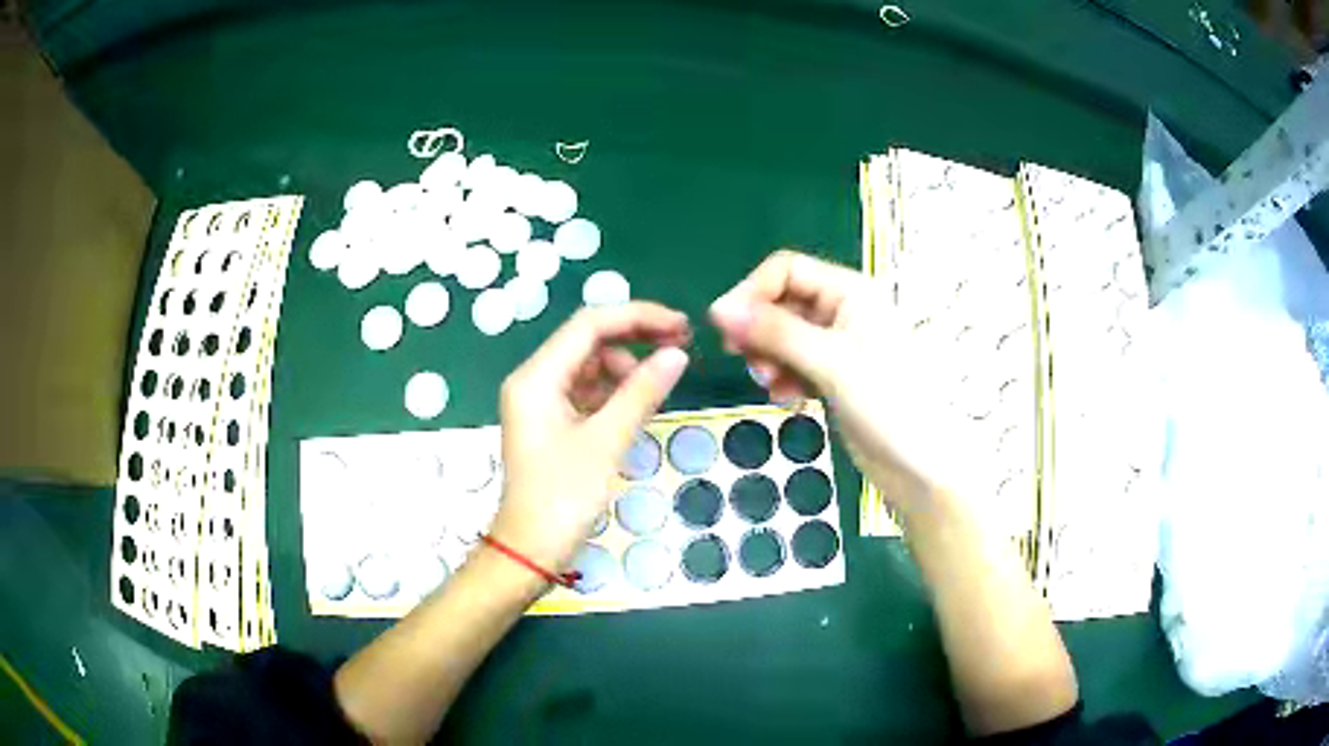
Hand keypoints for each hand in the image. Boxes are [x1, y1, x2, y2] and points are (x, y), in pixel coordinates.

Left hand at [492, 303, 690, 572]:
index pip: (589, 325)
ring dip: (626, 367)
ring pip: (589, 366)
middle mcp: (534, 380)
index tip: (681, 326)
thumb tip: (677, 354)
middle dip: (634, 339)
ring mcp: (541, 402)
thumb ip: (641, 392)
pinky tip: (641, 400)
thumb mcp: (606, 442)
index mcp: (536, 377)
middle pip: (588, 341)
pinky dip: (615, 392)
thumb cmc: (563, 497)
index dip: (638, 317)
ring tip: (662, 381)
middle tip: (682, 346)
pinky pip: (587, 392)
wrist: (531, 551)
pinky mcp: (551, 423)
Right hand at [709, 250, 970, 514]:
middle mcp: (843, 310)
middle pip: (782, 302)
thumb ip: (775, 332)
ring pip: (784, 336)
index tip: (724, 327)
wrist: (922, 466)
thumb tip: (717, 309)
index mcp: (850, 291)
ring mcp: (839, 346)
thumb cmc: (889, 403)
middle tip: (743, 360)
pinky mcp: (834, 377)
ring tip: (769, 384)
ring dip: (768, 356)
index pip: (786, 270)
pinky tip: (785, 397)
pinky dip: (783, 376)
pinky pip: (795, 364)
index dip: (752, 292)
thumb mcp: (831, 362)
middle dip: (759, 329)